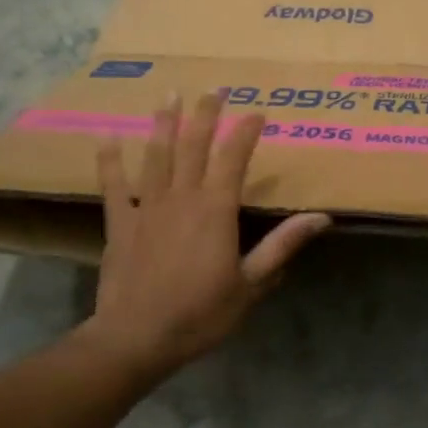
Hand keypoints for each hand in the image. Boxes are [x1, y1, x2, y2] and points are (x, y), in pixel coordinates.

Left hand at [88, 90, 330, 378]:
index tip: (258, 111)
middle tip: (214, 88)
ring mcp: (147, 206)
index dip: (246, 132)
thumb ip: (282, 246)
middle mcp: (182, 197)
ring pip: (156, 155)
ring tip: (169, 95)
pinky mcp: (119, 222)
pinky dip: (110, 160)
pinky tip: (107, 136)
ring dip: (163, 123)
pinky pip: (113, 185)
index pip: (234, 158)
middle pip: (194, 145)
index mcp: (216, 209)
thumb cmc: (200, 314)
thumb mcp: (251, 284)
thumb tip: (321, 217)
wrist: (136, 338)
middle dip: (206, 114)